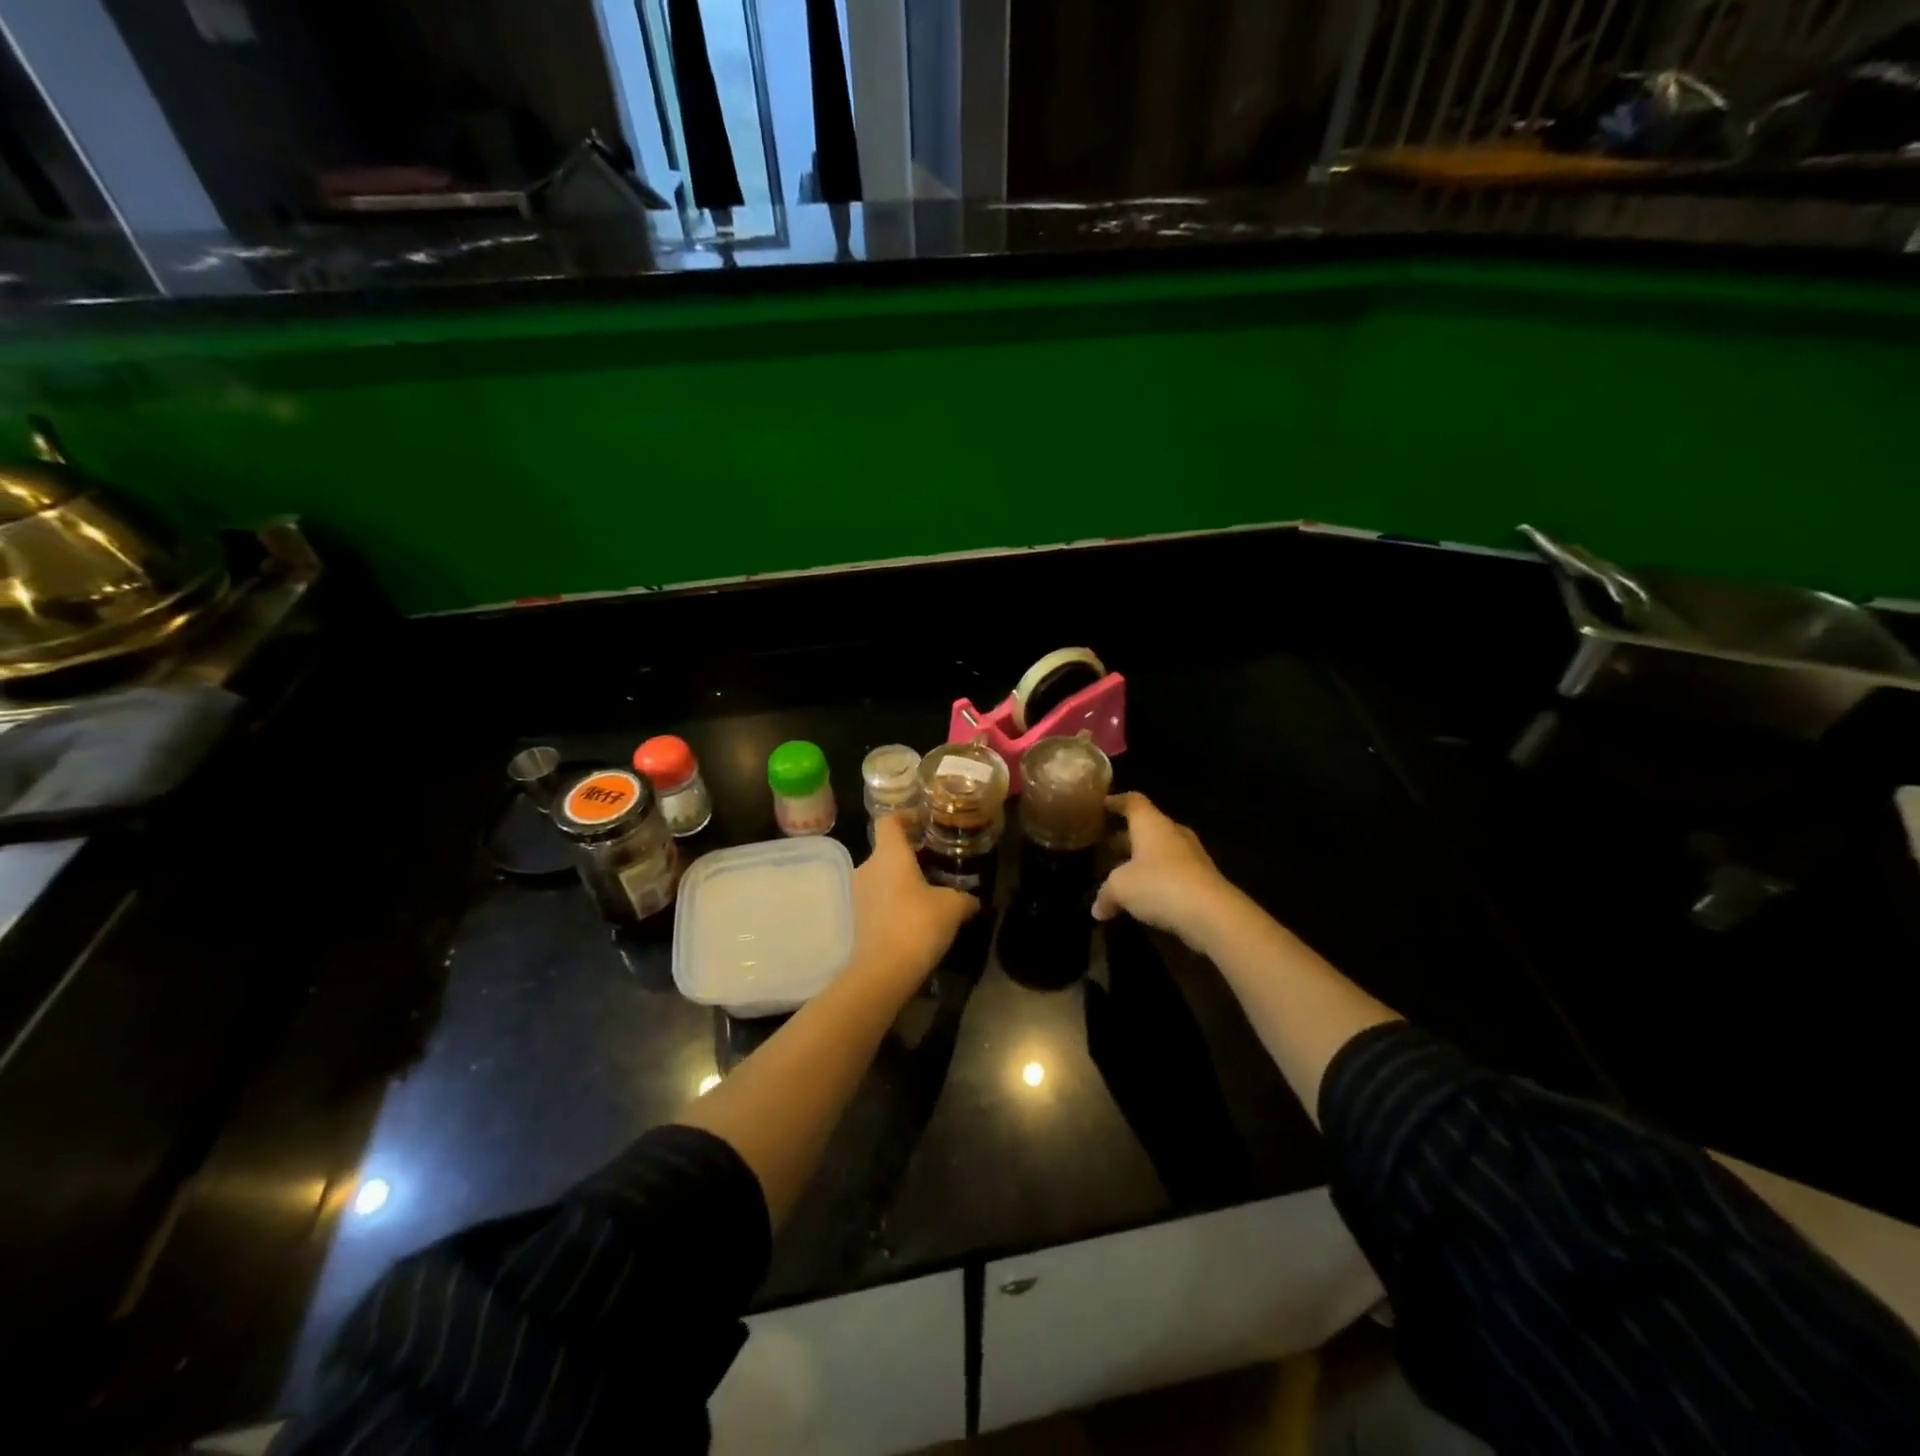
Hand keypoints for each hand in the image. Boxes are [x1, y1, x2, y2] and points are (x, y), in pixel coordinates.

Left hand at [852, 813, 977, 982]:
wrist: (883, 971)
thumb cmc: (918, 924)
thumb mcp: (952, 907)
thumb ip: (964, 897)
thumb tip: (973, 900)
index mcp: (889, 854)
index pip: (889, 821)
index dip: (906, 817)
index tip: (925, 823)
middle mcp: (868, 867)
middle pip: (887, 848)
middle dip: (911, 852)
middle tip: (937, 859)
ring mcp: (859, 892)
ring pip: (883, 873)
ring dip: (903, 877)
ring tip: (930, 888)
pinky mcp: (858, 915)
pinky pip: (879, 895)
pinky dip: (895, 897)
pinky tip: (916, 912)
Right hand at [1093, 792, 1236, 949]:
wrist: (1212, 914)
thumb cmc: (1159, 885)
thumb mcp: (1120, 888)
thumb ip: (1105, 894)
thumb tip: (1098, 909)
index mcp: (1151, 824)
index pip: (1132, 801)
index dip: (1115, 802)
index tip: (1100, 806)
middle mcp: (1172, 833)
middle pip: (1146, 827)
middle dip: (1124, 836)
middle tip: (1103, 845)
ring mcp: (1191, 856)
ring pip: (1159, 851)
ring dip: (1141, 861)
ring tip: (1120, 874)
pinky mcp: (1202, 879)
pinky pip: (1172, 872)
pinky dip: (1156, 880)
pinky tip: (1143, 897)